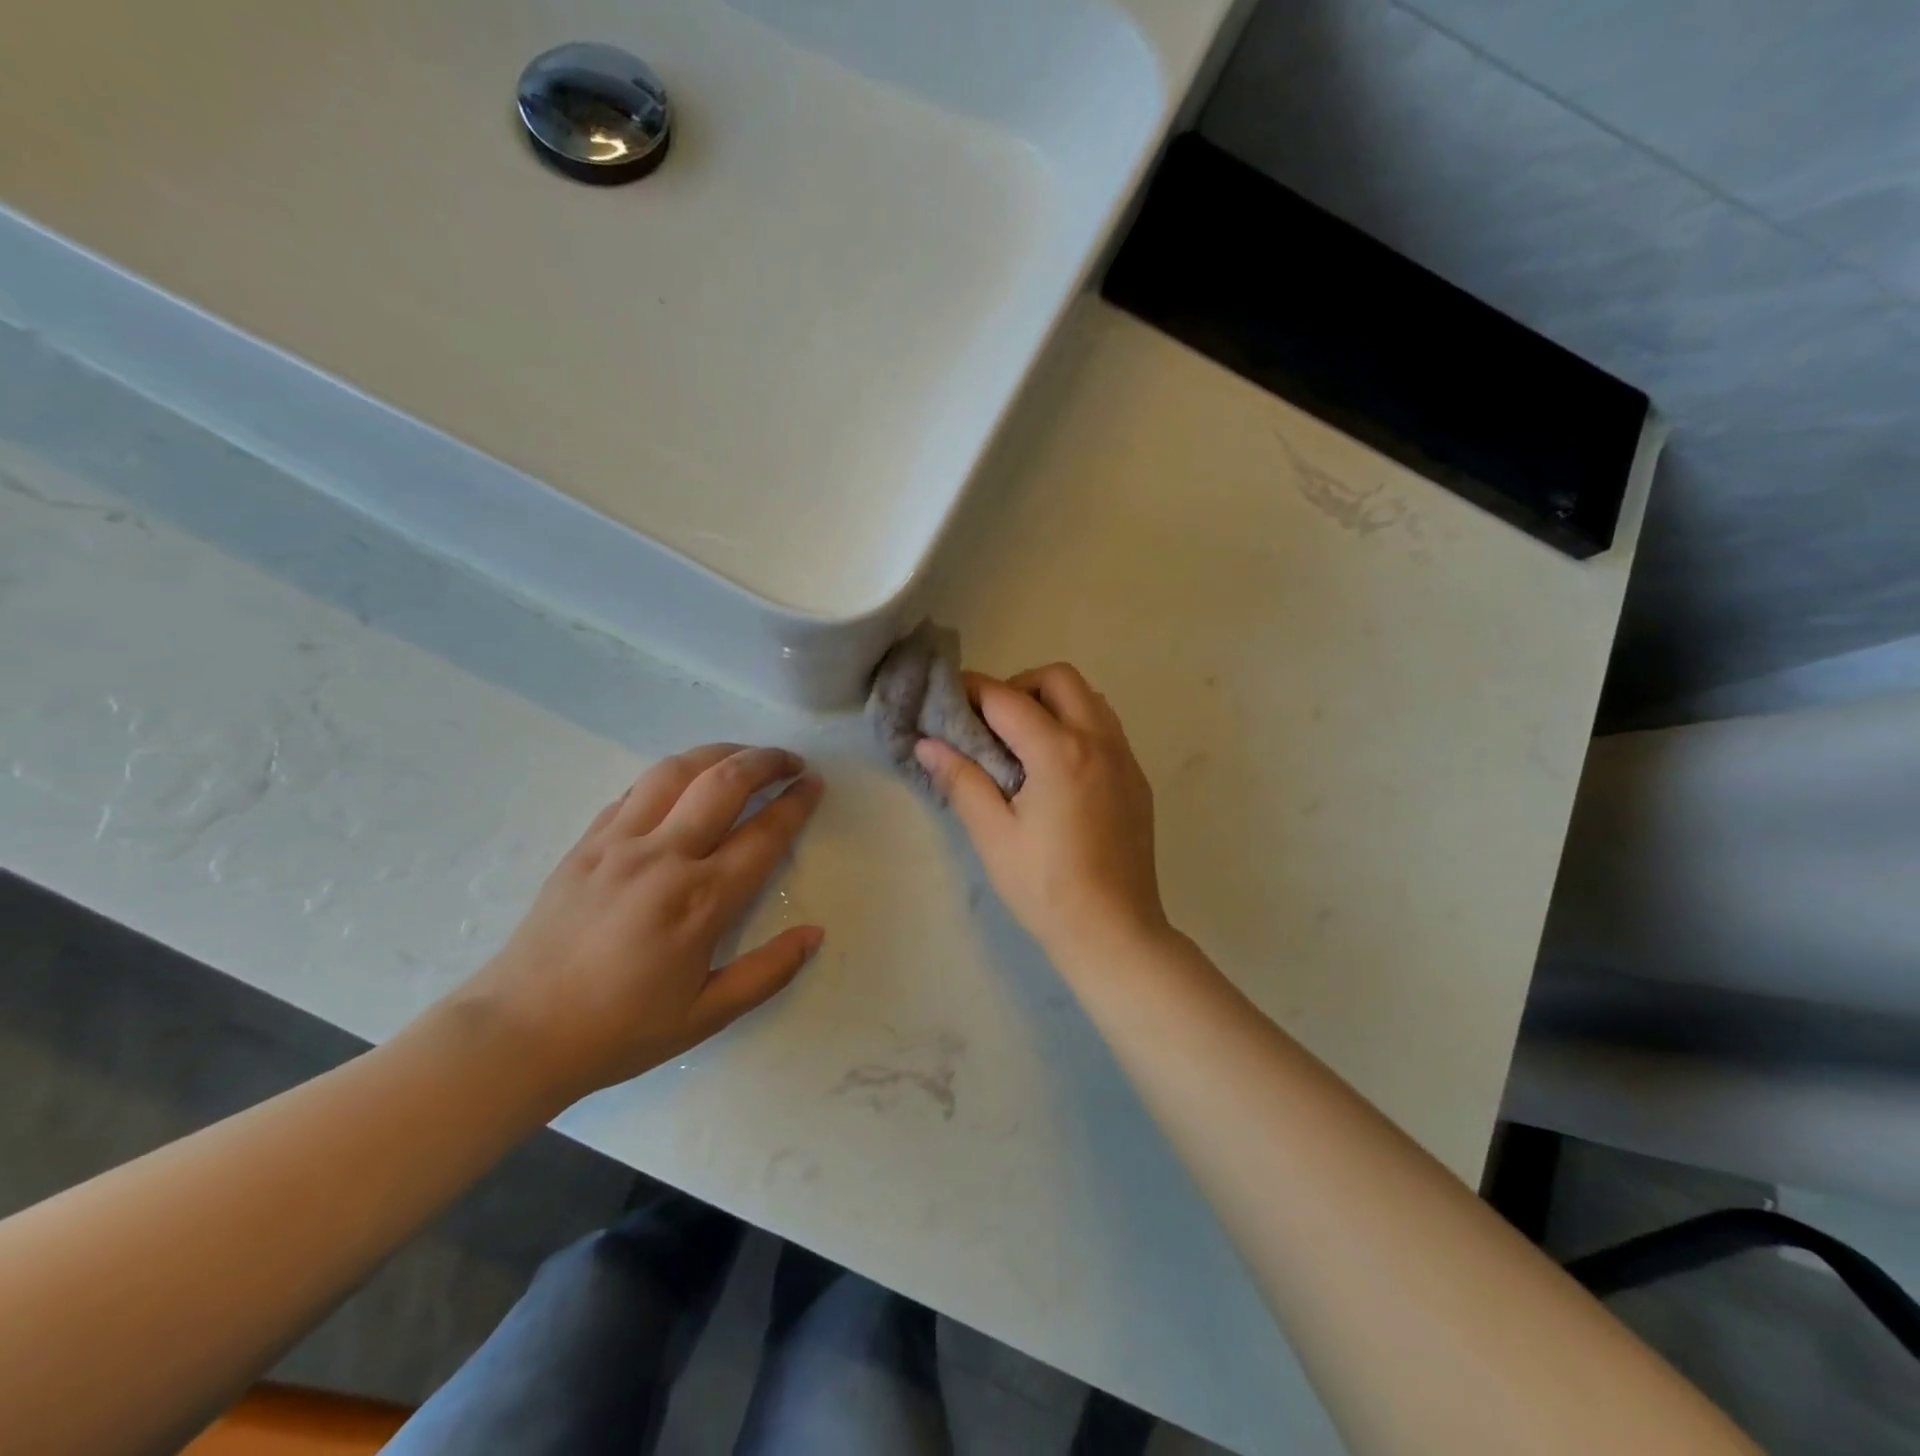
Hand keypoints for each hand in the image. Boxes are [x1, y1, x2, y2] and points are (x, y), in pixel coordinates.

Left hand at [459, 744, 824, 1106]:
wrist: (517, 1033)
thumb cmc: (620, 1030)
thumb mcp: (706, 1015)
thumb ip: (768, 972)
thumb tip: (815, 934)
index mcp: (701, 901)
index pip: (764, 833)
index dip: (796, 802)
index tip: (815, 784)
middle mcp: (664, 857)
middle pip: (724, 783)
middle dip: (766, 761)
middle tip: (790, 761)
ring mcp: (618, 844)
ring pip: (676, 771)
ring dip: (719, 752)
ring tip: (743, 755)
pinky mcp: (586, 843)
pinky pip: (635, 790)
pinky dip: (671, 775)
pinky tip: (683, 782)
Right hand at [917, 664, 1166, 962]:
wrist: (1114, 932)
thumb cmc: (1045, 887)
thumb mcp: (993, 835)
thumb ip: (961, 780)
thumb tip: (927, 743)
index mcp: (1059, 751)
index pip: (1006, 699)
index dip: (971, 691)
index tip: (946, 698)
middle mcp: (1098, 741)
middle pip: (1058, 679)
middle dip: (1018, 686)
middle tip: (991, 724)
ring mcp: (1125, 759)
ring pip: (1090, 699)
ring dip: (1053, 702)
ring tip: (1024, 742)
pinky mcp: (1137, 780)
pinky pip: (1107, 728)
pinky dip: (1078, 725)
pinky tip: (1058, 769)